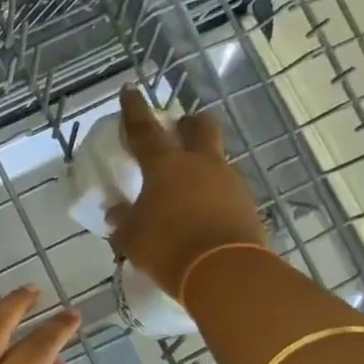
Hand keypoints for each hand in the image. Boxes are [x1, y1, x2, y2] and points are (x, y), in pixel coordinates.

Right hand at [109, 86, 268, 296]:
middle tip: (178, 129)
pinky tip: (201, 212)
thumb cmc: (166, 247)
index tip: (130, 90)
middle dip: (188, 123)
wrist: (223, 272)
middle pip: (200, 126)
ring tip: (186, 186)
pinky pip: (225, 189)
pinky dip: (212, 194)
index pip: (145, 130)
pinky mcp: (246, 204)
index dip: (134, 110)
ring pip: (216, 158)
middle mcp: (201, 164)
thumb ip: (123, 221)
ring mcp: (229, 182)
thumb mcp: (131, 238)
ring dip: (202, 163)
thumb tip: (117, 214)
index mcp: (166, 166)